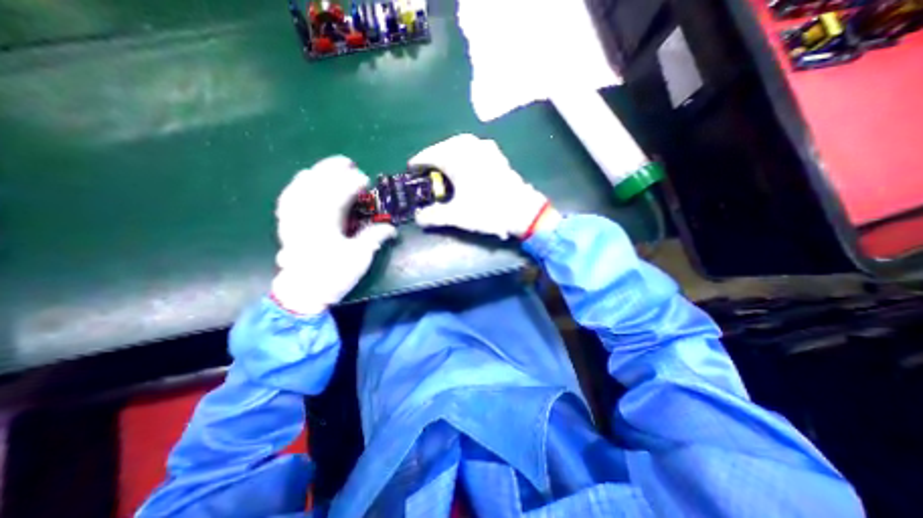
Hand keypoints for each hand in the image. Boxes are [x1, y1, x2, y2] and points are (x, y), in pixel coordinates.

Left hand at [269, 156, 393, 313]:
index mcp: (324, 222)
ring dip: (316, 173)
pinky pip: (288, 197)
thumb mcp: (359, 257)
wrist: (303, 292)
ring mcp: (292, 217)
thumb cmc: (333, 275)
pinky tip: (303, 181)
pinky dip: (297, 185)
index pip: (338, 192)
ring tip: (328, 168)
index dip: (352, 182)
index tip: (365, 180)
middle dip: (332, 169)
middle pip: (317, 183)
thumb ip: (374, 237)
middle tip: (348, 163)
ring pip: (300, 186)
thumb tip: (391, 228)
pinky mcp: (286, 223)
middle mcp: (305, 215)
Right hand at [412, 133, 554, 238]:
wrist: (522, 209)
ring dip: (449, 153)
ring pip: (460, 144)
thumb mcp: (456, 216)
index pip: (430, 155)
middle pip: (444, 146)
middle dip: (434, 156)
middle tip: (427, 169)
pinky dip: (465, 153)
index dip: (418, 162)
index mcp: (456, 157)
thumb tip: (418, 218)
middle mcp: (469, 147)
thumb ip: (434, 216)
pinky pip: (474, 148)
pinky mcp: (497, 155)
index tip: (411, 168)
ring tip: (445, 166)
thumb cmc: (486, 210)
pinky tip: (467, 164)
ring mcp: (485, 148)